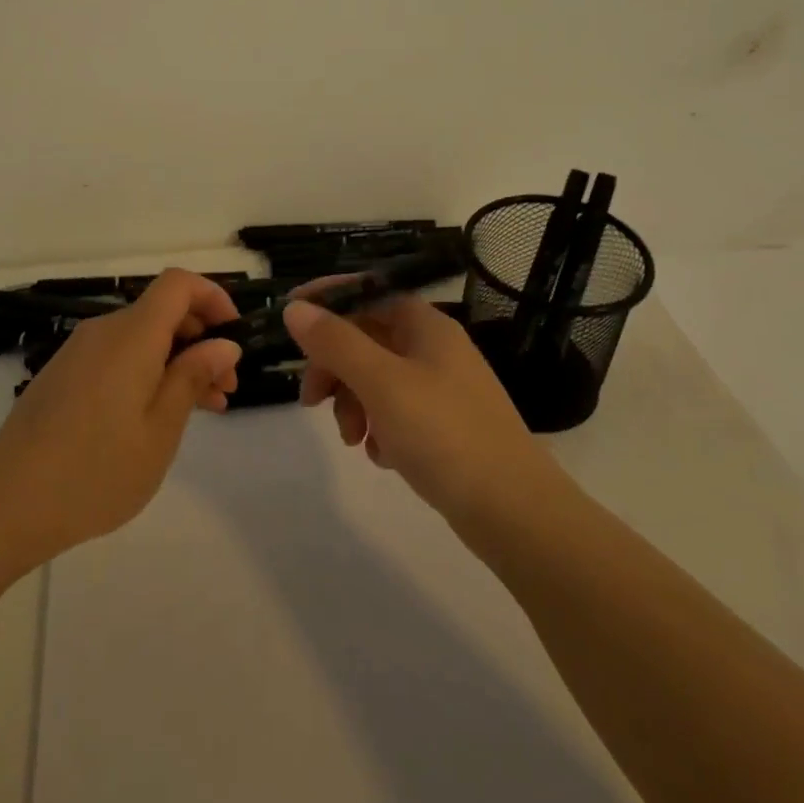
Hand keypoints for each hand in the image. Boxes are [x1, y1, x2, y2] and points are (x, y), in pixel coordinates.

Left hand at [0, 270, 242, 555]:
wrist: (6, 503)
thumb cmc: (96, 470)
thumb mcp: (160, 429)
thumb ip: (193, 377)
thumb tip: (223, 344)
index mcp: (131, 335)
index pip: (178, 284)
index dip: (212, 297)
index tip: (235, 334)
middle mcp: (104, 331)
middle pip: (161, 310)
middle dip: (201, 338)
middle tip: (226, 387)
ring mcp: (79, 352)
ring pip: (141, 337)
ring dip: (177, 359)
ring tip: (204, 407)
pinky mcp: (64, 375)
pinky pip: (118, 355)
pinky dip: (147, 371)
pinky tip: (159, 415)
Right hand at [283, 291, 574, 523]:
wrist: (513, 511)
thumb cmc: (445, 434)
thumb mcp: (381, 383)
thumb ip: (336, 343)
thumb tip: (296, 308)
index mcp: (425, 326)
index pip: (368, 291)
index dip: (328, 298)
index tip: (289, 315)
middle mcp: (434, 350)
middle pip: (367, 338)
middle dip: (333, 367)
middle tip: (311, 400)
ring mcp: (441, 389)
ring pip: (376, 379)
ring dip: (352, 403)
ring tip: (353, 441)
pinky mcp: (443, 427)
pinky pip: (395, 413)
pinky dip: (378, 428)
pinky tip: (381, 456)